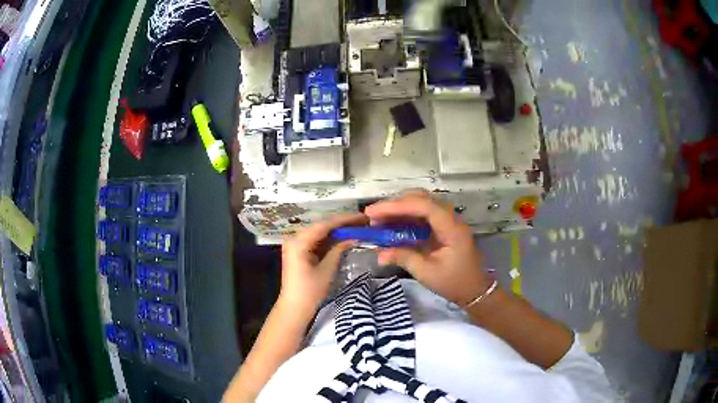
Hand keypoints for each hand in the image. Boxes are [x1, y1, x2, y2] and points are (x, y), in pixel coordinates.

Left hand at [279, 214, 367, 315]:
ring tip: (355, 227)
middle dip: (341, 224)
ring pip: (319, 233)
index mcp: (299, 242)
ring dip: (336, 231)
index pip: (324, 226)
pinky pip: (315, 241)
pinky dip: (329, 240)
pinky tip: (343, 237)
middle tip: (361, 222)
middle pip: (321, 227)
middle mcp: (294, 239)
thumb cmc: (310, 291)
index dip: (343, 220)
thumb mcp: (327, 270)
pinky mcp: (298, 252)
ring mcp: (295, 245)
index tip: (361, 217)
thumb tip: (353, 237)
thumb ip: (338, 250)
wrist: (294, 308)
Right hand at [365, 190, 490, 306]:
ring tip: (378, 218)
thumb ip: (404, 258)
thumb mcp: (427, 273)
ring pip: (421, 204)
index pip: (423, 206)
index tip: (373, 213)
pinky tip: (392, 224)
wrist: (475, 290)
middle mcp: (450, 217)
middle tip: (373, 215)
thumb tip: (379, 253)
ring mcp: (447, 220)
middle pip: (421, 199)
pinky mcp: (443, 227)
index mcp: (451, 228)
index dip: (396, 206)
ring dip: (399, 208)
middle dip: (395, 204)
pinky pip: (423, 214)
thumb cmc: (454, 282)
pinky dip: (406, 216)